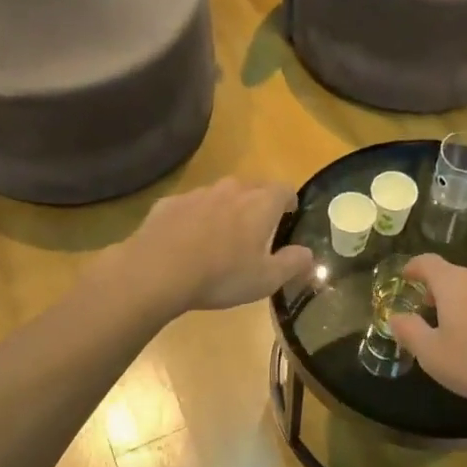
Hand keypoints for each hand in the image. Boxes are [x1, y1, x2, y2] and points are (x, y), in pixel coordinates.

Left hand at [118, 178, 313, 314]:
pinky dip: (193, 218)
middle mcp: (231, 190)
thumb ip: (293, 264)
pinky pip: (189, 206)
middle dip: (257, 204)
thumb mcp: (266, 279)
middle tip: (256, 229)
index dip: (289, 201)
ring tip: (220, 237)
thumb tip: (309, 254)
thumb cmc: (221, 275)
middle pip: (252, 188)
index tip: (289, 215)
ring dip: (224, 209)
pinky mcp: (168, 203)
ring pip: (219, 195)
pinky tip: (186, 242)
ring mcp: (197, 194)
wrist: (157, 271)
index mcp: (260, 204)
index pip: (284, 189)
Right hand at [388, 255, 466, 417]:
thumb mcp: (431, 353)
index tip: (404, 276)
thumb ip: (409, 331)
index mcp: (454, 282)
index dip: (413, 268)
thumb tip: (395, 316)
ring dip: (458, 299)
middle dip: (435, 287)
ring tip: (449, 322)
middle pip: (452, 273)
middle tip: (423, 305)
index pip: (428, 262)